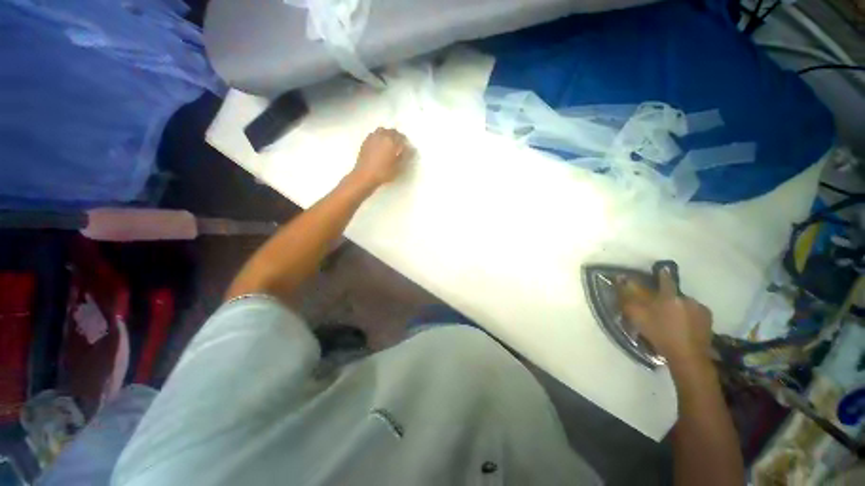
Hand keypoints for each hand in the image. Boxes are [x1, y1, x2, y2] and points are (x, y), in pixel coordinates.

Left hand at [349, 128, 409, 189]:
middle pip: (393, 131)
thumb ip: (405, 156)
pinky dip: (379, 137)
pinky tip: (379, 145)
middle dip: (397, 137)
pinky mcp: (366, 141)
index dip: (406, 143)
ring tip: (389, 143)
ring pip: (383, 130)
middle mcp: (383, 136)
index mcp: (392, 142)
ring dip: (388, 134)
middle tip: (399, 145)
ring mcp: (373, 137)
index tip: (407, 148)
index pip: (402, 137)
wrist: (365, 175)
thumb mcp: (398, 167)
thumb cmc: (384, 173)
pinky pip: (375, 134)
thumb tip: (410, 150)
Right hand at [617, 266, 713, 367]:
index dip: (662, 274)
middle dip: (669, 299)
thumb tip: (621, 278)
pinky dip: (690, 317)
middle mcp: (687, 298)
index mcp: (669, 296)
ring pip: (686, 304)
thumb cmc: (660, 334)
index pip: (665, 279)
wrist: (688, 356)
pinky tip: (685, 327)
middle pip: (675, 294)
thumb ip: (628, 296)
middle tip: (662, 309)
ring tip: (674, 321)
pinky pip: (696, 314)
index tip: (661, 269)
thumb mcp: (637, 315)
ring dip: (680, 308)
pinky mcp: (709, 321)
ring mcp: (701, 309)